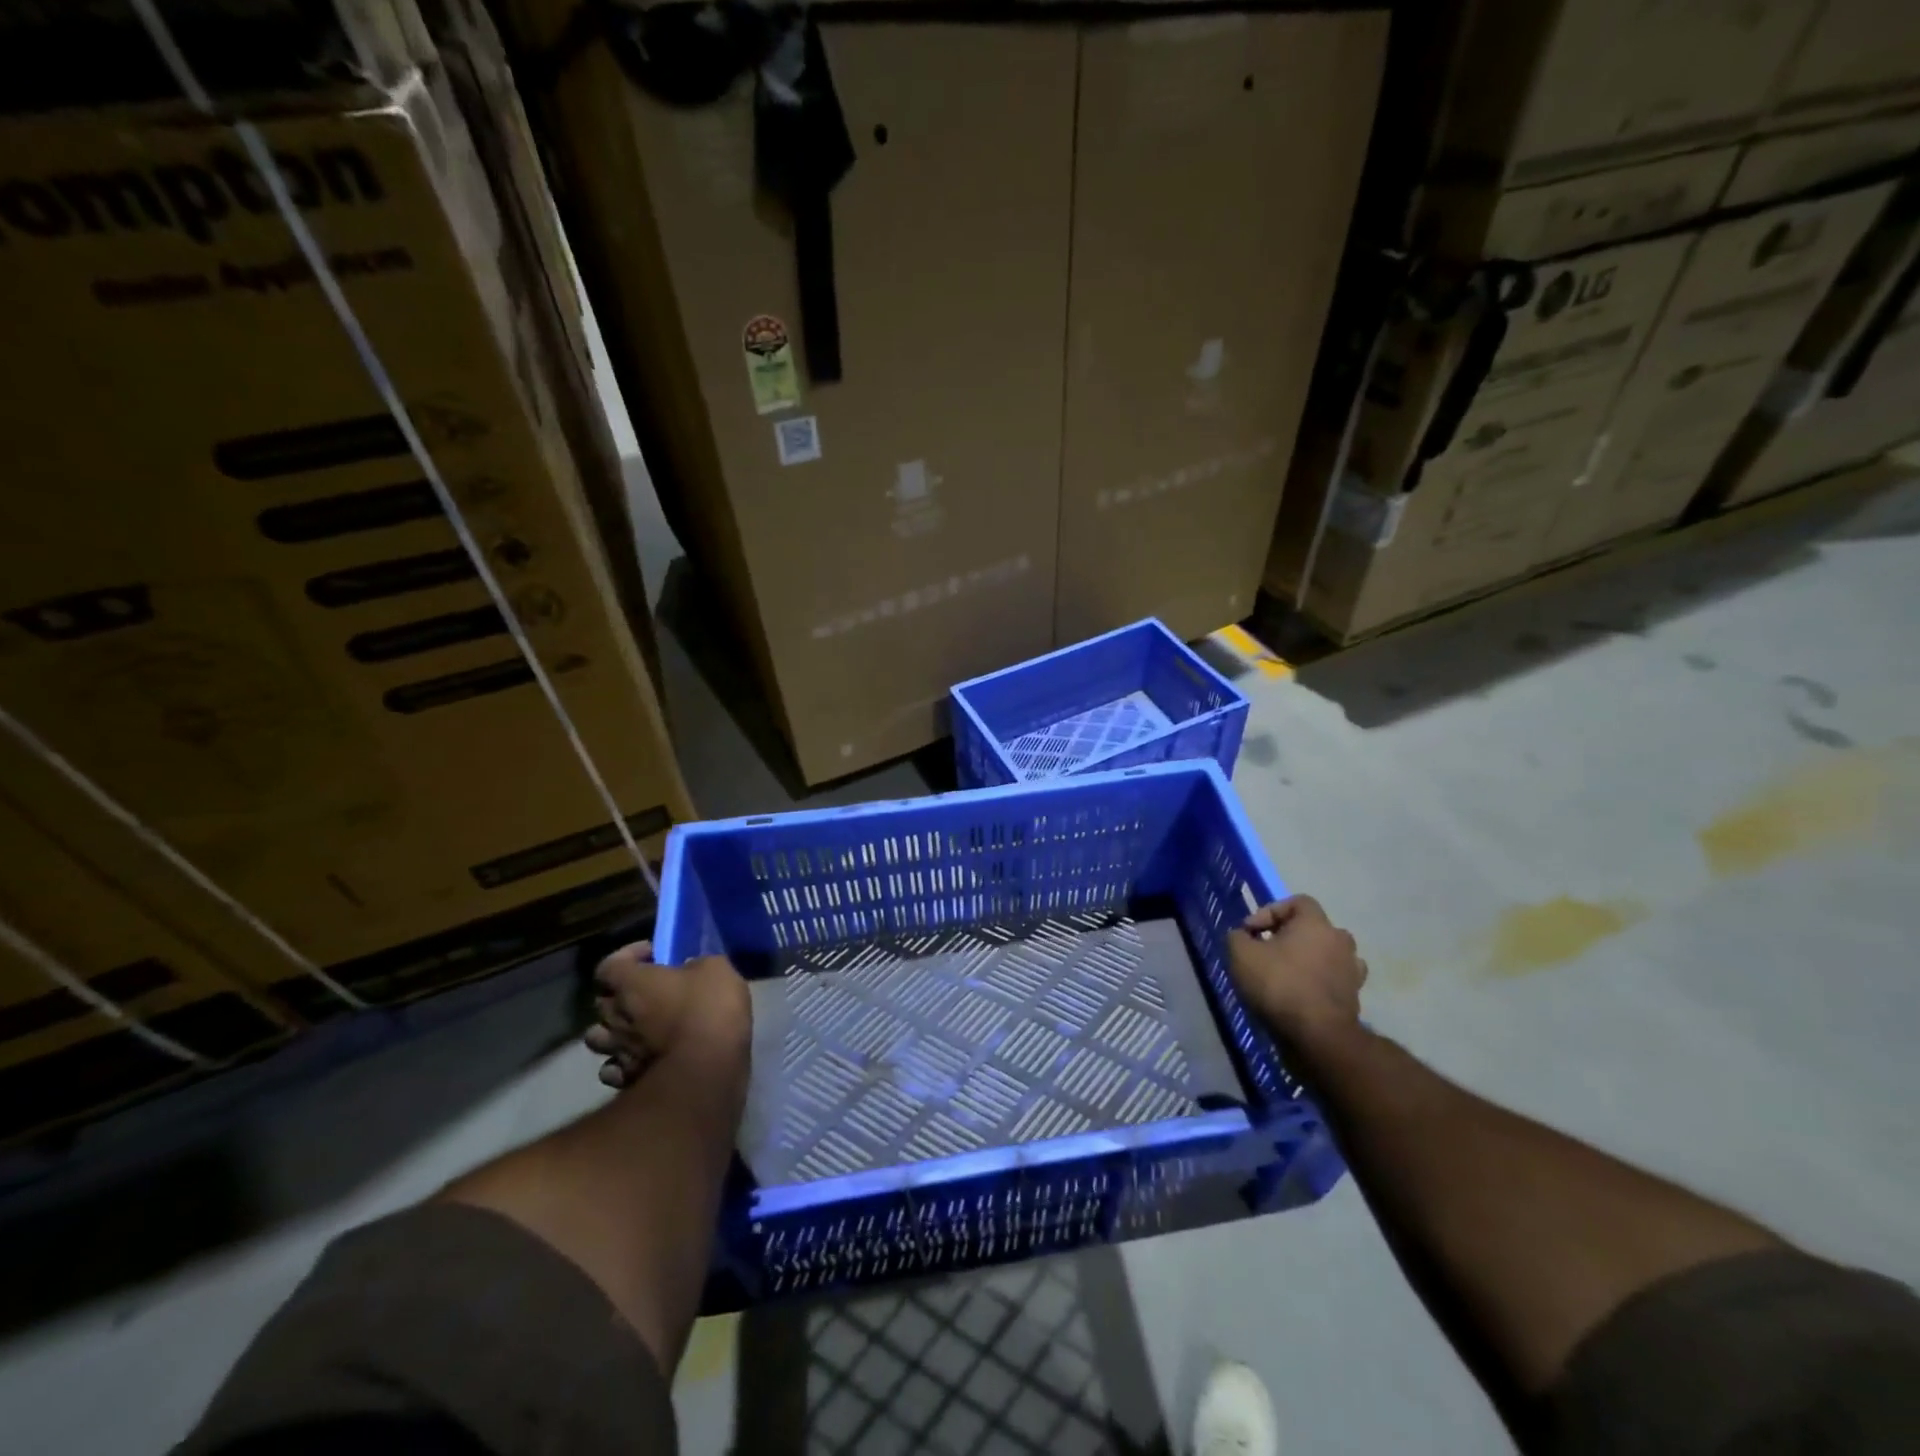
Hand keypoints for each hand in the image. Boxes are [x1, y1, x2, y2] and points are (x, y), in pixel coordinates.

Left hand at [585, 941, 750, 1089]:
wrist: (708, 1069)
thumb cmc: (709, 1009)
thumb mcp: (716, 969)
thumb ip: (695, 965)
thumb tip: (688, 970)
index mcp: (632, 983)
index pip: (609, 965)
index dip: (628, 956)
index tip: (654, 955)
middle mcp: (616, 1016)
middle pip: (601, 1001)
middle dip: (622, 993)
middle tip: (649, 992)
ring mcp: (618, 1051)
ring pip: (597, 1038)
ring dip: (614, 1031)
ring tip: (637, 1029)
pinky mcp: (626, 1081)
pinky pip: (613, 1069)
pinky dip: (622, 1064)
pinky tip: (640, 1060)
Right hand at [1227, 896, 1366, 1048]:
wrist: (1317, 1035)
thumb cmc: (1279, 984)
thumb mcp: (1241, 954)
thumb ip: (1237, 937)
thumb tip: (1242, 936)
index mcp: (1316, 923)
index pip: (1297, 902)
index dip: (1270, 911)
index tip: (1251, 931)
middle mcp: (1340, 941)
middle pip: (1313, 929)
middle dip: (1288, 937)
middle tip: (1266, 951)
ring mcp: (1351, 970)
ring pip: (1325, 955)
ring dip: (1306, 960)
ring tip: (1284, 974)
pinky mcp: (1354, 998)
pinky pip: (1331, 981)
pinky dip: (1316, 983)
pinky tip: (1298, 995)